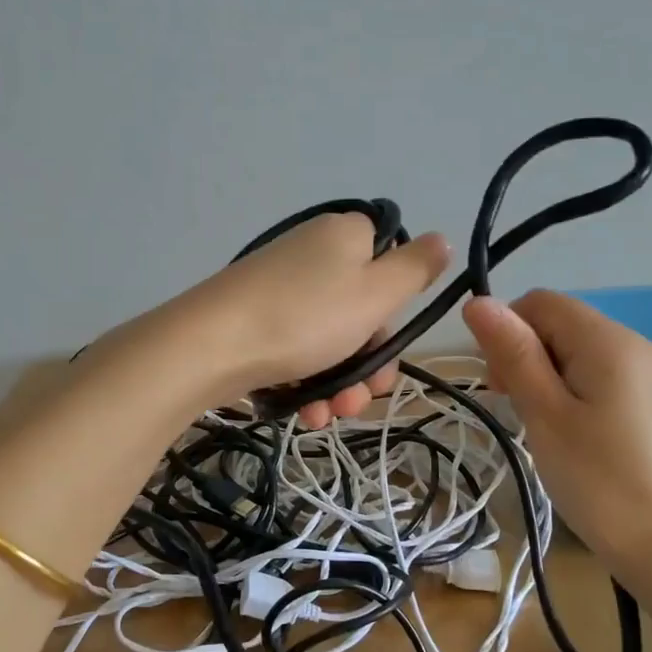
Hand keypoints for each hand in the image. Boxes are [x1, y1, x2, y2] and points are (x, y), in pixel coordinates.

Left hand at [178, 214, 450, 428]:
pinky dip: (308, 380)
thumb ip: (414, 268)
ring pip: (330, 338)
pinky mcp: (255, 317)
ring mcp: (280, 286)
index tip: (390, 344)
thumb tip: (440, 238)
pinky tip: (306, 411)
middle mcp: (312, 254)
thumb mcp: (375, 293)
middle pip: (360, 309)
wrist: (210, 345)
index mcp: (345, 236)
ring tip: (330, 415)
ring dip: (341, 382)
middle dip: (368, 363)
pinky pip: (297, 347)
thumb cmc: (305, 317)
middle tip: (364, 398)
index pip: (388, 264)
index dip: (395, 311)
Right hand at [463, 290, 651, 591]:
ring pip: (586, 355)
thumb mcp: (543, 413)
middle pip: (565, 326)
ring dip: (553, 379)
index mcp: (610, 342)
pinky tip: (584, 442)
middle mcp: (640, 347)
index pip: (542, 303)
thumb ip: (513, 352)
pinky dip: (583, 396)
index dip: (508, 331)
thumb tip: (479, 301)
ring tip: (547, 430)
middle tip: (517, 411)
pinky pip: (611, 382)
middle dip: (529, 356)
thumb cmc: (596, 479)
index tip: (499, 384)